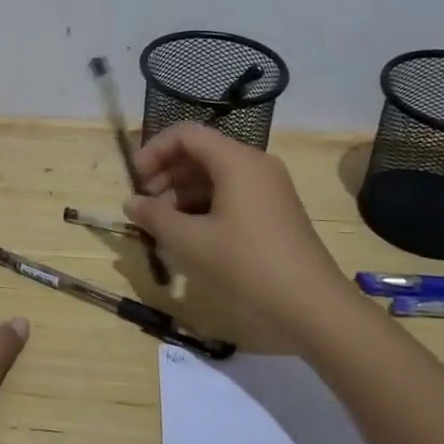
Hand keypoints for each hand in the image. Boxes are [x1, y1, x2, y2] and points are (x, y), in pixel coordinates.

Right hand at [126, 123, 349, 340]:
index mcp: (236, 161)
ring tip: (162, 226)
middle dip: (167, 175)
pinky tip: (189, 236)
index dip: (154, 150)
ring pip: (216, 176)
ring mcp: (269, 189)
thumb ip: (155, 216)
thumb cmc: (246, 266)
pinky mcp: (275, 212)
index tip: (135, 180)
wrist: (312, 308)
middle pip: (201, 153)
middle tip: (145, 207)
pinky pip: (232, 194)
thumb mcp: (190, 242)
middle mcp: (255, 165)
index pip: (186, 134)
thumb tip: (132, 202)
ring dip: (183, 194)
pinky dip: (205, 207)